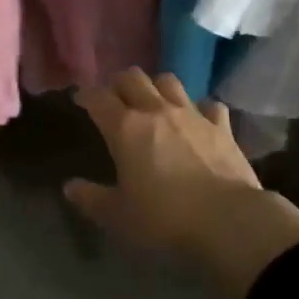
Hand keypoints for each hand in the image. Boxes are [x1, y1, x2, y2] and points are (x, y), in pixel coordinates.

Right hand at [67, 69, 298, 298]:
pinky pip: (209, 105)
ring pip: (169, 81)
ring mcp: (192, 114)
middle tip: (115, 97)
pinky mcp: (221, 127)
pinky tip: (199, 119)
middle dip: (119, 83)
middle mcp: (156, 111)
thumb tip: (70, 187)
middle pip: (133, 78)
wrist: (228, 221)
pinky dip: (200, 108)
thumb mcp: (119, 216)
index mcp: (125, 128)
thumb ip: (92, 199)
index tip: (80, 98)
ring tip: (153, 100)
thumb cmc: (164, 219)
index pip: (98, 98)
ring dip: (156, 86)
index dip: (86, 94)